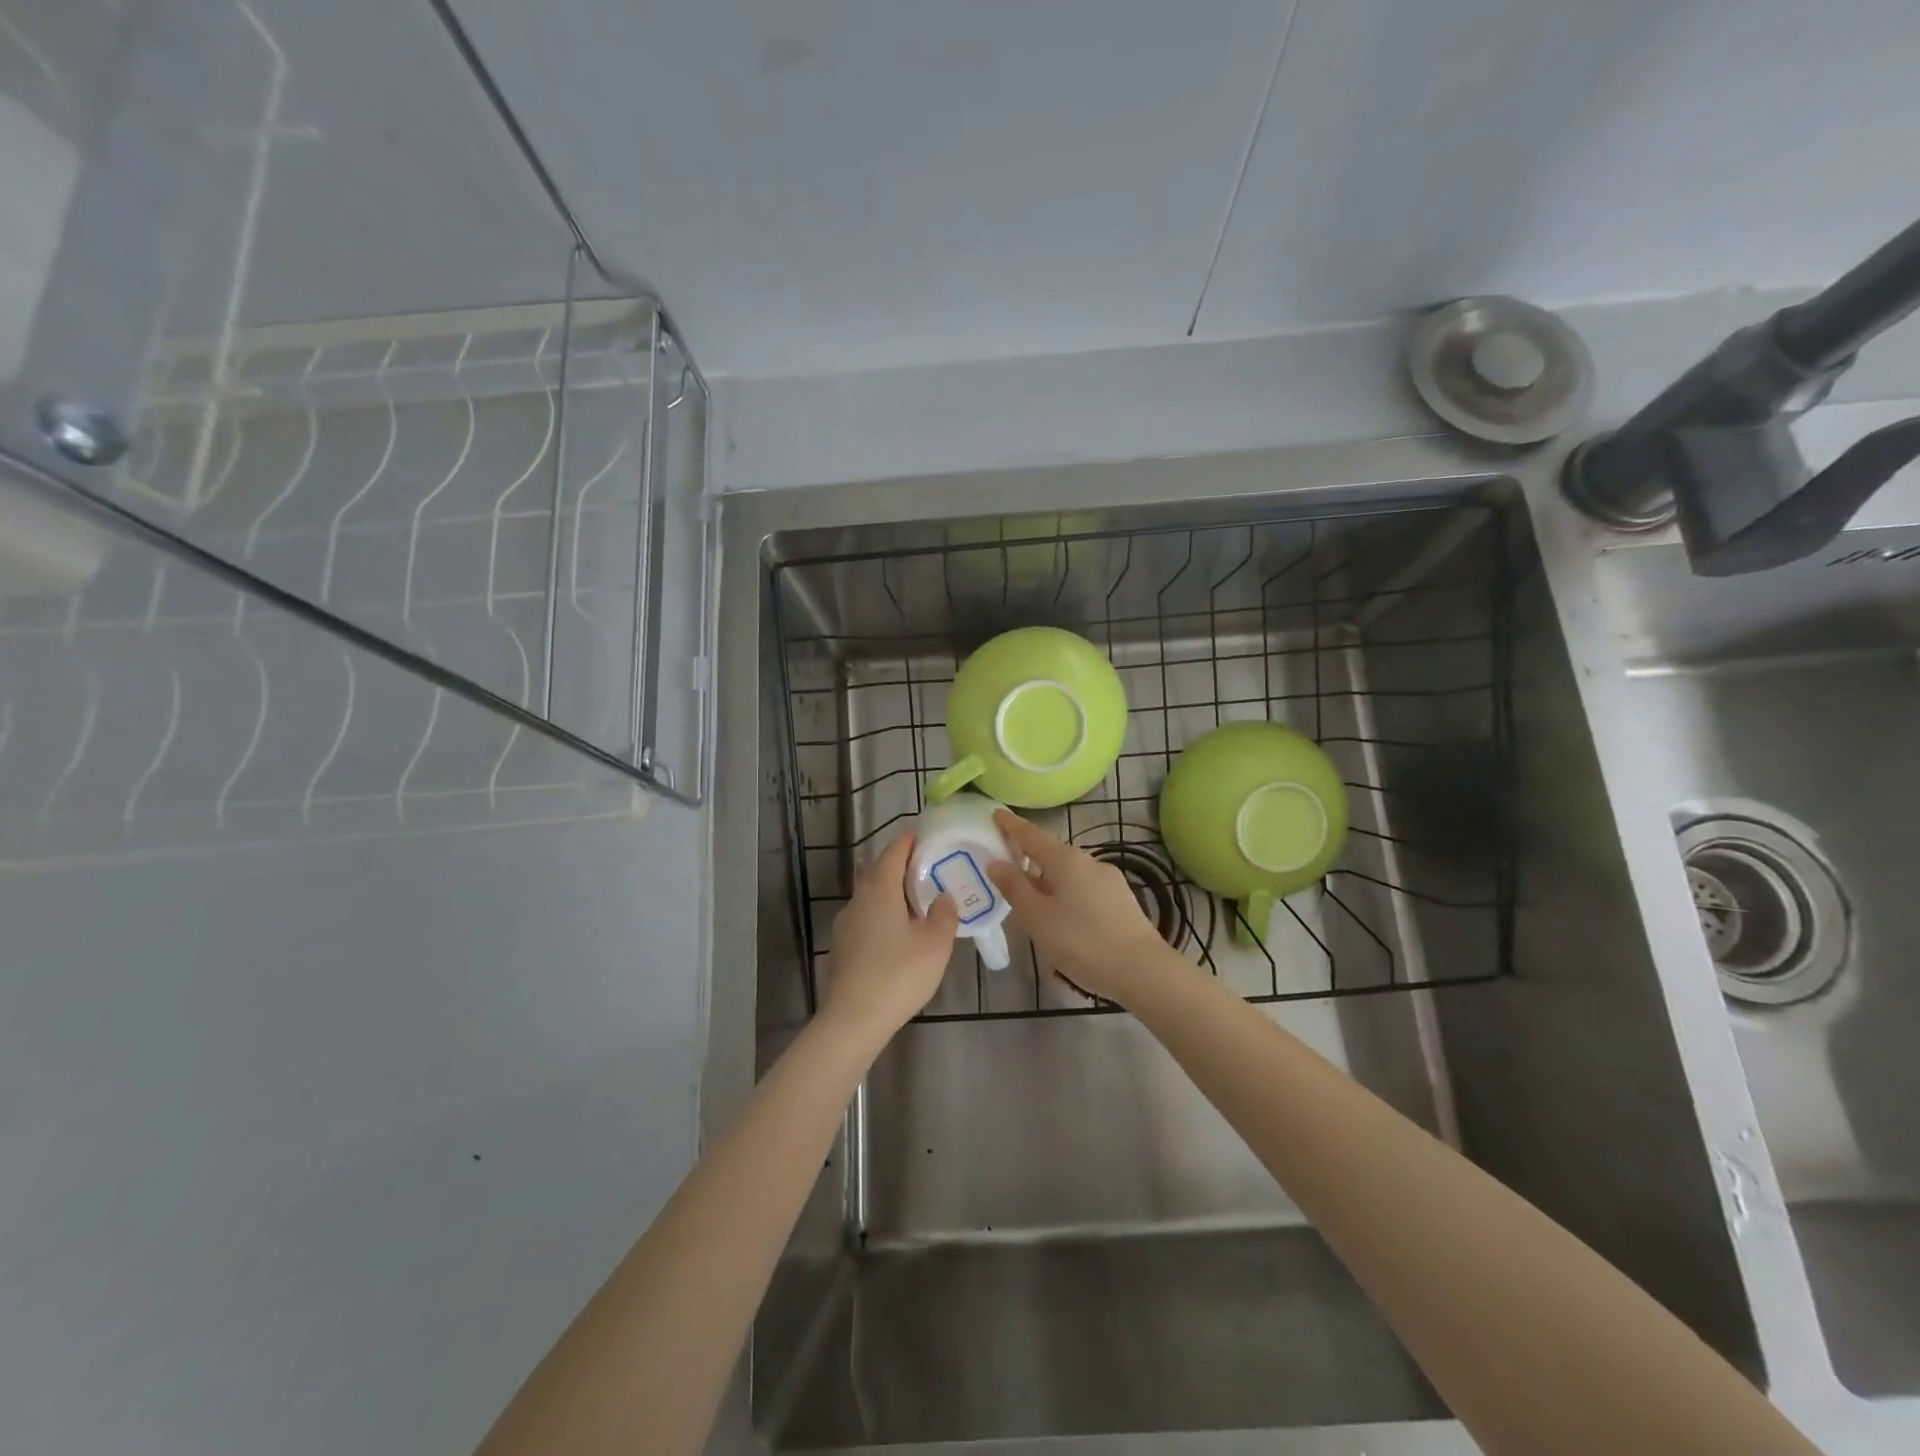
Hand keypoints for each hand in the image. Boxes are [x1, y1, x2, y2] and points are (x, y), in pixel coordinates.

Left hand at [821, 832, 958, 1041]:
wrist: (852, 1020)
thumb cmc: (898, 976)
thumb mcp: (935, 945)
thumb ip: (943, 915)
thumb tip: (943, 897)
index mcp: (880, 890)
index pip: (894, 852)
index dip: (910, 841)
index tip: (927, 837)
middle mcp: (858, 899)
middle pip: (879, 871)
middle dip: (901, 865)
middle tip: (929, 869)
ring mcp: (845, 923)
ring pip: (871, 896)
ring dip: (892, 892)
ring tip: (918, 902)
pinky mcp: (841, 946)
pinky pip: (866, 917)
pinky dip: (883, 913)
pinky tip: (898, 933)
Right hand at [987, 811, 1179, 1006]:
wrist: (1142, 969)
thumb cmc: (1081, 940)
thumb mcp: (1037, 917)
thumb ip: (1014, 887)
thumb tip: (996, 862)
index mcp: (1065, 859)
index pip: (1031, 834)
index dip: (1011, 825)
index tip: (996, 813)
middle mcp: (1088, 861)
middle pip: (1051, 853)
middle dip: (1029, 858)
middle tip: (1007, 870)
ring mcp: (1108, 879)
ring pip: (1069, 873)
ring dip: (1048, 880)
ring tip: (1032, 902)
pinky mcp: (1121, 899)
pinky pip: (1084, 888)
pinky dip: (1067, 894)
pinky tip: (1063, 918)